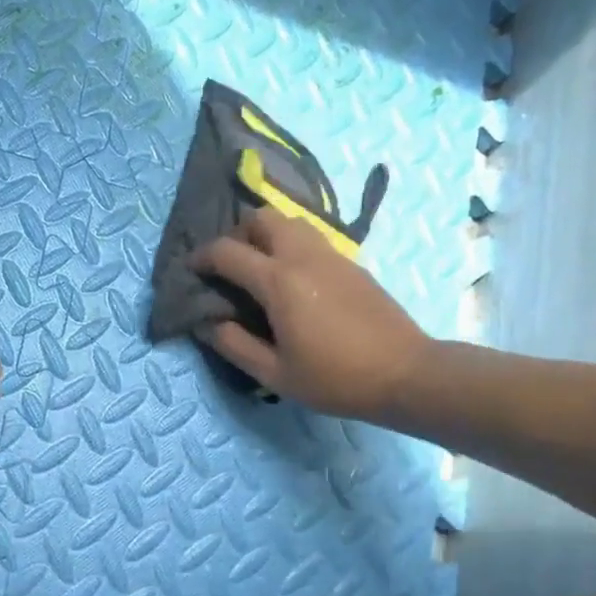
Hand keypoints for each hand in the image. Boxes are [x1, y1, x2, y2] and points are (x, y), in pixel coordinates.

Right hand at [188, 210, 432, 423]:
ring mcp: (332, 255)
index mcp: (279, 281)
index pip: (227, 251)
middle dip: (237, 234)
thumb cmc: (335, 379)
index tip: (190, 271)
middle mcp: (303, 256)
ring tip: (259, 270)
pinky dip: (290, 246)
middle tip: (230, 267)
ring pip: (290, 222)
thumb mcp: (275, 374)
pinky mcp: (351, 263)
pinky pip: (310, 239)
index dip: (201, 257)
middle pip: (261, 217)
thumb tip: (207, 323)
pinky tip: (291, 282)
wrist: (406, 373)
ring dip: (266, 236)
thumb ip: (234, 345)